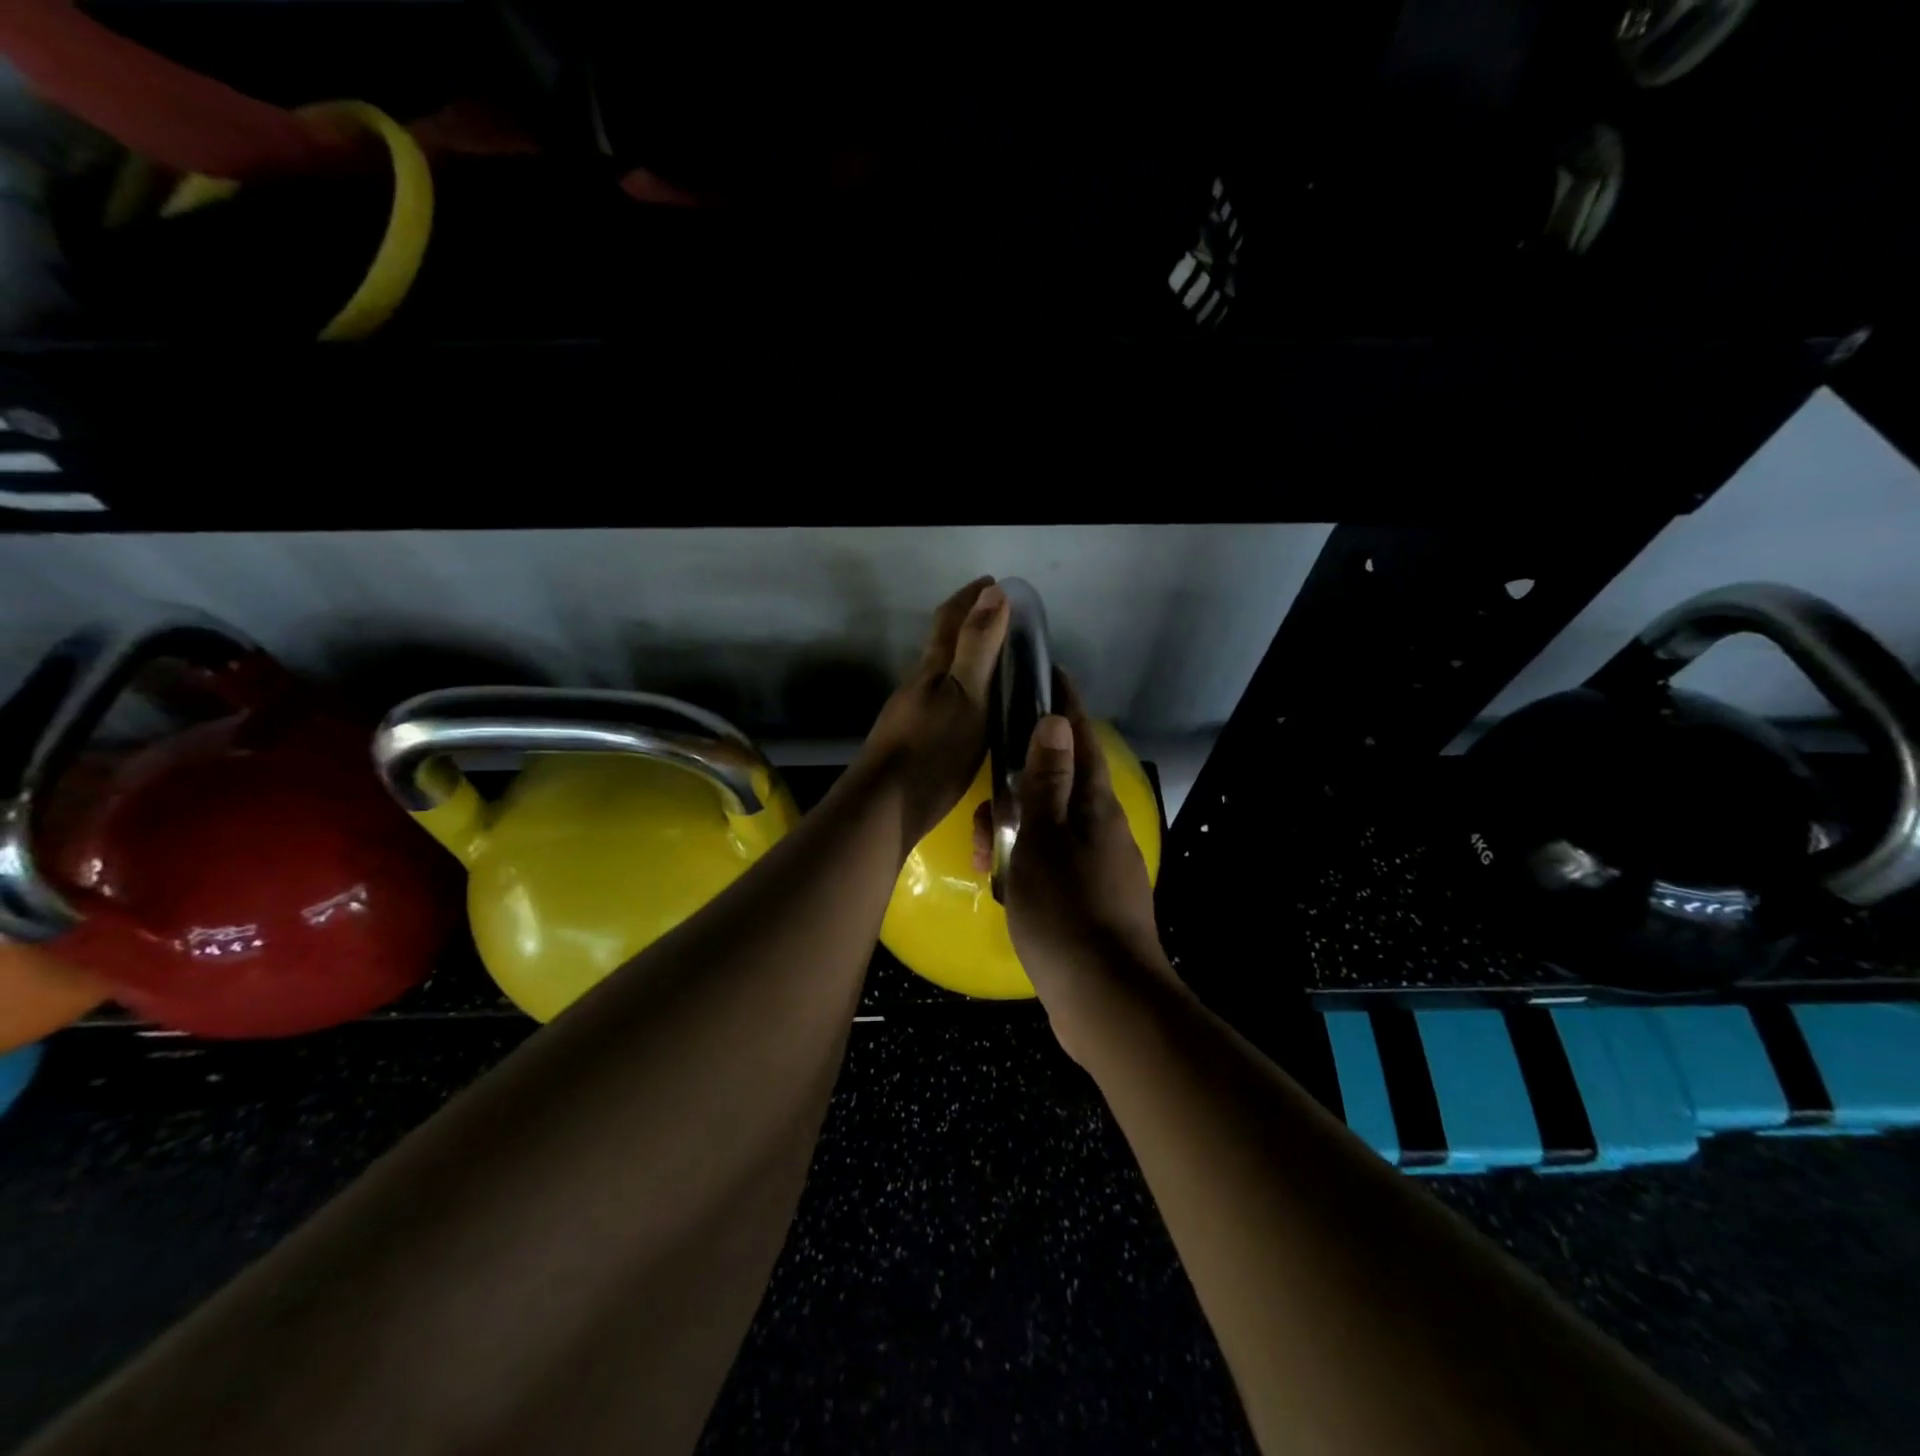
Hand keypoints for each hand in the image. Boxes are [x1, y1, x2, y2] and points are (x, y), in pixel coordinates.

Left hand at [852, 578, 1008, 852]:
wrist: (886, 807)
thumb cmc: (933, 750)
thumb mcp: (967, 696)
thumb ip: (979, 647)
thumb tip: (993, 593)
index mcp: (933, 668)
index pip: (951, 620)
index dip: (971, 597)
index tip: (993, 581)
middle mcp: (919, 684)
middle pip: (942, 643)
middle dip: (968, 623)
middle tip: (1000, 618)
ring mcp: (912, 713)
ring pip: (941, 674)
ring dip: (965, 659)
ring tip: (994, 662)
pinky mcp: (913, 741)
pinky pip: (942, 702)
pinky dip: (961, 690)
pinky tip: (972, 710)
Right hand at [977, 675, 1170, 1015]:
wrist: (1105, 998)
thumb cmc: (1067, 910)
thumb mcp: (1044, 838)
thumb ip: (1047, 780)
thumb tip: (1056, 720)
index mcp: (1095, 806)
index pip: (1079, 738)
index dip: (1063, 704)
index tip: (1047, 673)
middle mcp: (1102, 828)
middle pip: (1057, 785)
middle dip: (1018, 789)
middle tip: (986, 811)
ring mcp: (1099, 865)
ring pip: (1048, 829)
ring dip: (1015, 835)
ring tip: (987, 861)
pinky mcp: (1090, 899)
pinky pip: (1052, 865)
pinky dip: (1027, 867)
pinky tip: (1006, 888)